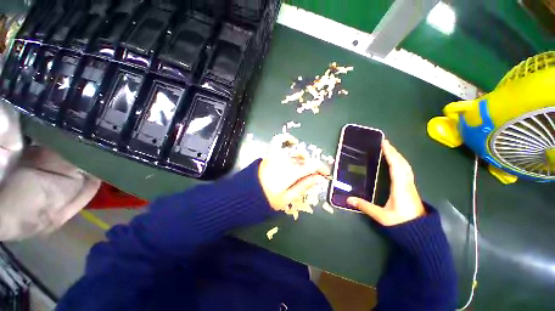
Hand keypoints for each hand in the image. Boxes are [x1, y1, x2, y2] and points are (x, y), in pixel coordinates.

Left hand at [259, 134, 329, 210]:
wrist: (243, 195)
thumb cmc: (265, 200)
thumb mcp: (287, 198)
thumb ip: (303, 186)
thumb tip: (319, 179)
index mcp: (290, 172)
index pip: (312, 165)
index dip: (321, 169)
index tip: (325, 174)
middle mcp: (285, 160)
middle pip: (304, 158)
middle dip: (312, 166)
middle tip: (314, 175)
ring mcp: (276, 155)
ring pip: (295, 151)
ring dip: (303, 157)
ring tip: (304, 165)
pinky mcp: (269, 153)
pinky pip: (279, 141)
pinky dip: (287, 139)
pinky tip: (293, 142)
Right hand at [347, 140, 425, 225]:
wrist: (421, 233)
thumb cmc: (402, 223)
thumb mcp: (382, 216)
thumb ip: (365, 206)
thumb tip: (348, 199)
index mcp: (400, 187)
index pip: (396, 167)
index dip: (390, 154)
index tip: (384, 143)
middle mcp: (407, 184)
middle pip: (402, 164)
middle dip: (394, 152)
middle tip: (385, 143)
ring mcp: (410, 186)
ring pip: (406, 166)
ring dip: (398, 156)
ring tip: (389, 150)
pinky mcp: (410, 188)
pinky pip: (406, 170)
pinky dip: (401, 163)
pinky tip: (396, 163)